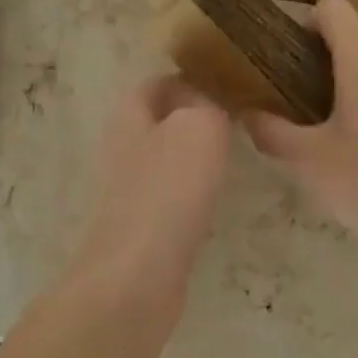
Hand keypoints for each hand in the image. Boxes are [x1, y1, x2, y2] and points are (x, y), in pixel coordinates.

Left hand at [67, 75, 231, 322]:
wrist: (136, 277)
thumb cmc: (167, 191)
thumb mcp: (199, 128)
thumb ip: (206, 105)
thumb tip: (205, 106)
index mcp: (129, 117)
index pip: (155, 84)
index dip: (187, 79)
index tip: (225, 84)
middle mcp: (122, 149)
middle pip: (157, 122)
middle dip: (191, 118)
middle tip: (235, 121)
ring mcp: (128, 192)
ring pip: (163, 160)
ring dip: (192, 156)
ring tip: (232, 156)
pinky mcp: (139, 229)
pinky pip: (169, 197)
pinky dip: (190, 193)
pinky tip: (214, 200)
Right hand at [245, 0, 357, 274]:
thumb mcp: (310, 162)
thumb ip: (271, 133)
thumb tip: (246, 114)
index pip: (332, 9)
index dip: (300, 21)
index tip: (277, 54)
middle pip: (349, 42)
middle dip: (312, 65)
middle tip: (285, 102)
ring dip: (339, 91)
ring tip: (316, 134)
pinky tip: (355, 155)